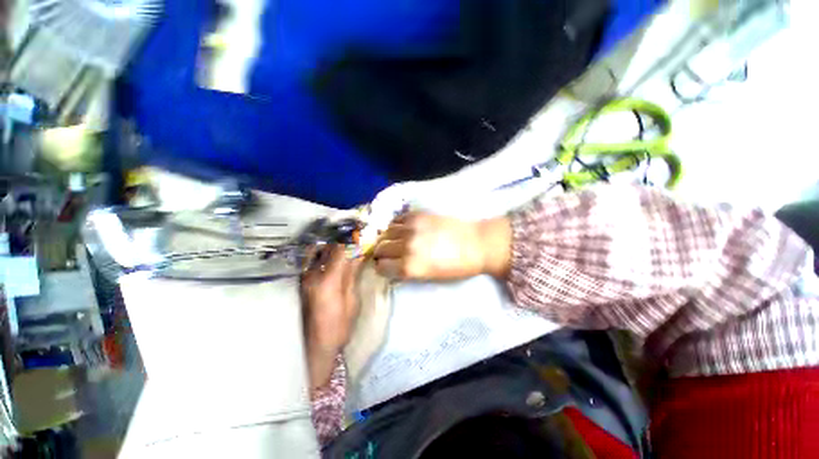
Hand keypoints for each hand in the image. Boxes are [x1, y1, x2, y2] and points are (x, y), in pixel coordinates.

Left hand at [301, 245, 363, 388]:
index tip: (364, 232)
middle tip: (356, 233)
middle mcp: (311, 274)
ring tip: (346, 239)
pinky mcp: (301, 281)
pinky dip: (323, 250)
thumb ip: (353, 273)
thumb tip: (360, 252)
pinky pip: (311, 258)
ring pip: (318, 249)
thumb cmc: (339, 326)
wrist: (315, 346)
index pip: (341, 250)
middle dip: (344, 237)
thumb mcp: (352, 300)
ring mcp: (303, 277)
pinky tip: (333, 251)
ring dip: (333, 242)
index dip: (353, 239)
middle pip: (328, 246)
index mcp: (327, 281)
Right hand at [372, 212, 511, 280]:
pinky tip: (402, 229)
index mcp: (410, 267)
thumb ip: (407, 271)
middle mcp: (406, 247)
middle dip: (381, 252)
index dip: (382, 267)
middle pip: (380, 248)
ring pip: (386, 232)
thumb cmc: (456, 267)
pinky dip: (396, 225)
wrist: (476, 244)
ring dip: (387, 237)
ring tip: (395, 240)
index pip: (381, 267)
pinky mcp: (417, 215)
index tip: (386, 265)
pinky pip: (397, 219)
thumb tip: (393, 265)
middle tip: (388, 253)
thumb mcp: (429, 277)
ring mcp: (411, 228)